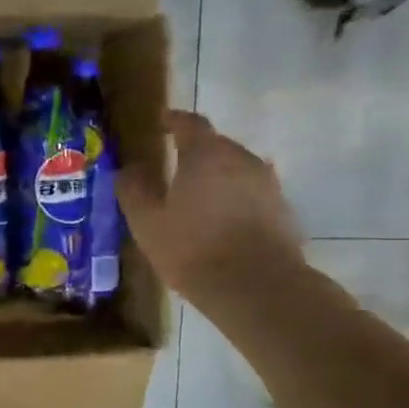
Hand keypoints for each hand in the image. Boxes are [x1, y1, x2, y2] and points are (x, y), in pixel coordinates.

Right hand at [118, 109, 302, 300]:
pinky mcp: (282, 209)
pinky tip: (219, 219)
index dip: (174, 120)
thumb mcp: (147, 222)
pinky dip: (233, 197)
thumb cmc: (192, 248)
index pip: (190, 123)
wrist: (257, 287)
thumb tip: (126, 169)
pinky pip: (250, 192)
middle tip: (173, 165)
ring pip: (235, 169)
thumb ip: (133, 190)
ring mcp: (267, 184)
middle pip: (216, 145)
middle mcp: (242, 159)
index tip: (162, 121)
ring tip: (195, 195)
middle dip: (194, 150)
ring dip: (215, 175)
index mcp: (206, 154)